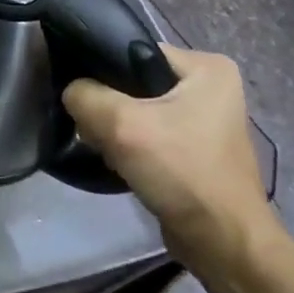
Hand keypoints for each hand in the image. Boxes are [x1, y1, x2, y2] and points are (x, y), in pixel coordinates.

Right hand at [63, 46, 279, 276]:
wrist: (221, 242)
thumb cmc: (181, 171)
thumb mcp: (120, 123)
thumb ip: (83, 95)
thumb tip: (72, 92)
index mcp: (208, 66)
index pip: (132, 50)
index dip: (101, 71)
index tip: (83, 98)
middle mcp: (211, 86)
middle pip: (132, 81)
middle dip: (108, 106)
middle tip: (97, 130)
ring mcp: (204, 119)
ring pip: (136, 109)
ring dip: (116, 129)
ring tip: (108, 149)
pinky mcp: (194, 148)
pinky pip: (147, 132)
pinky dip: (130, 145)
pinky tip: (121, 162)